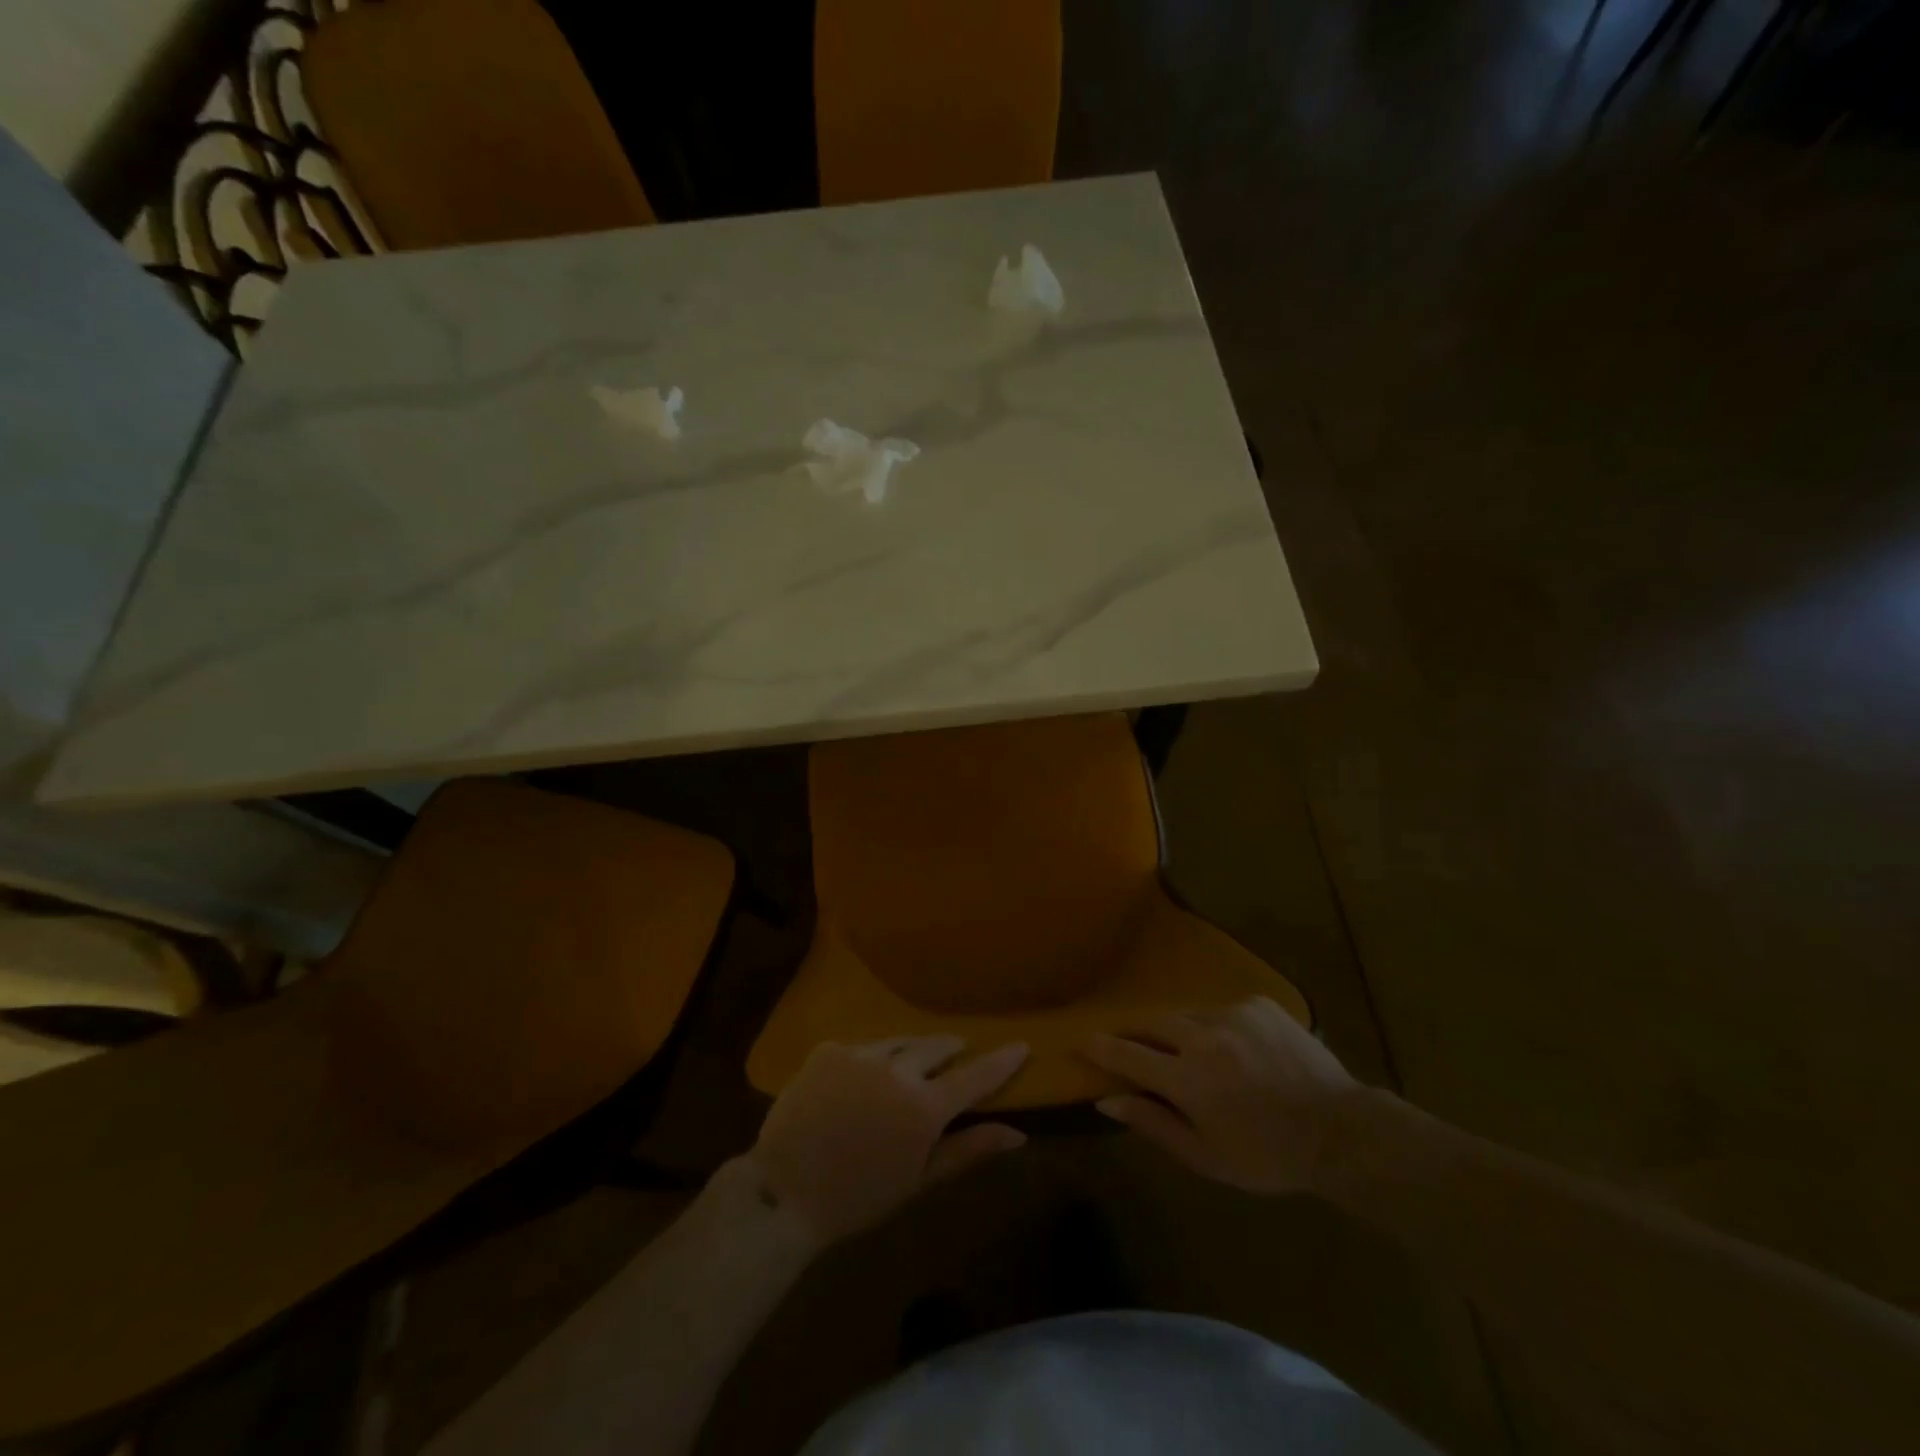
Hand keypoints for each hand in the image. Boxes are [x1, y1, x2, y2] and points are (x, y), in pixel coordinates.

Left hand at [751, 1036, 1029, 1245]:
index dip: (1001, 1061)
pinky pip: (862, 1047)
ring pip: (900, 1042)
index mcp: (924, 1107)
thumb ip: (969, 1149)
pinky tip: (865, 1074)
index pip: (975, 1076)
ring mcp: (860, 1054)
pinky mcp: (829, 1049)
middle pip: (937, 1047)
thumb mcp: (920, 1180)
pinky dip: (873, 1058)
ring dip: (914, 1049)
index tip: (1021, 1044)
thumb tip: (1018, 1134)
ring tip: (916, 1058)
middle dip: (952, 1049)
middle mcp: (898, 1070)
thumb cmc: (859, 1198)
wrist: (785, 1192)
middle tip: (959, 1051)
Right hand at [1081, 996, 1361, 1195]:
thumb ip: (1153, 1124)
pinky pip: (1222, 1008)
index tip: (1083, 1039)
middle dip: (1137, 1033)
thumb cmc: (1268, 1156)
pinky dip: (1217, 1026)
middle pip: (1152, 1024)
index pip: (1128, 1054)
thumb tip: (1107, 1100)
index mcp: (1188, 1079)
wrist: (1340, 1131)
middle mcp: (1204, 1037)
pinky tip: (1234, 1047)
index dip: (1102, 1047)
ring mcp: (1233, 1014)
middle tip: (1132, 1043)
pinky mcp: (1259, 1003)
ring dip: (1179, 1031)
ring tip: (1190, 1050)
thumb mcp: (1206, 1156)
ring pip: (1187, 1014)